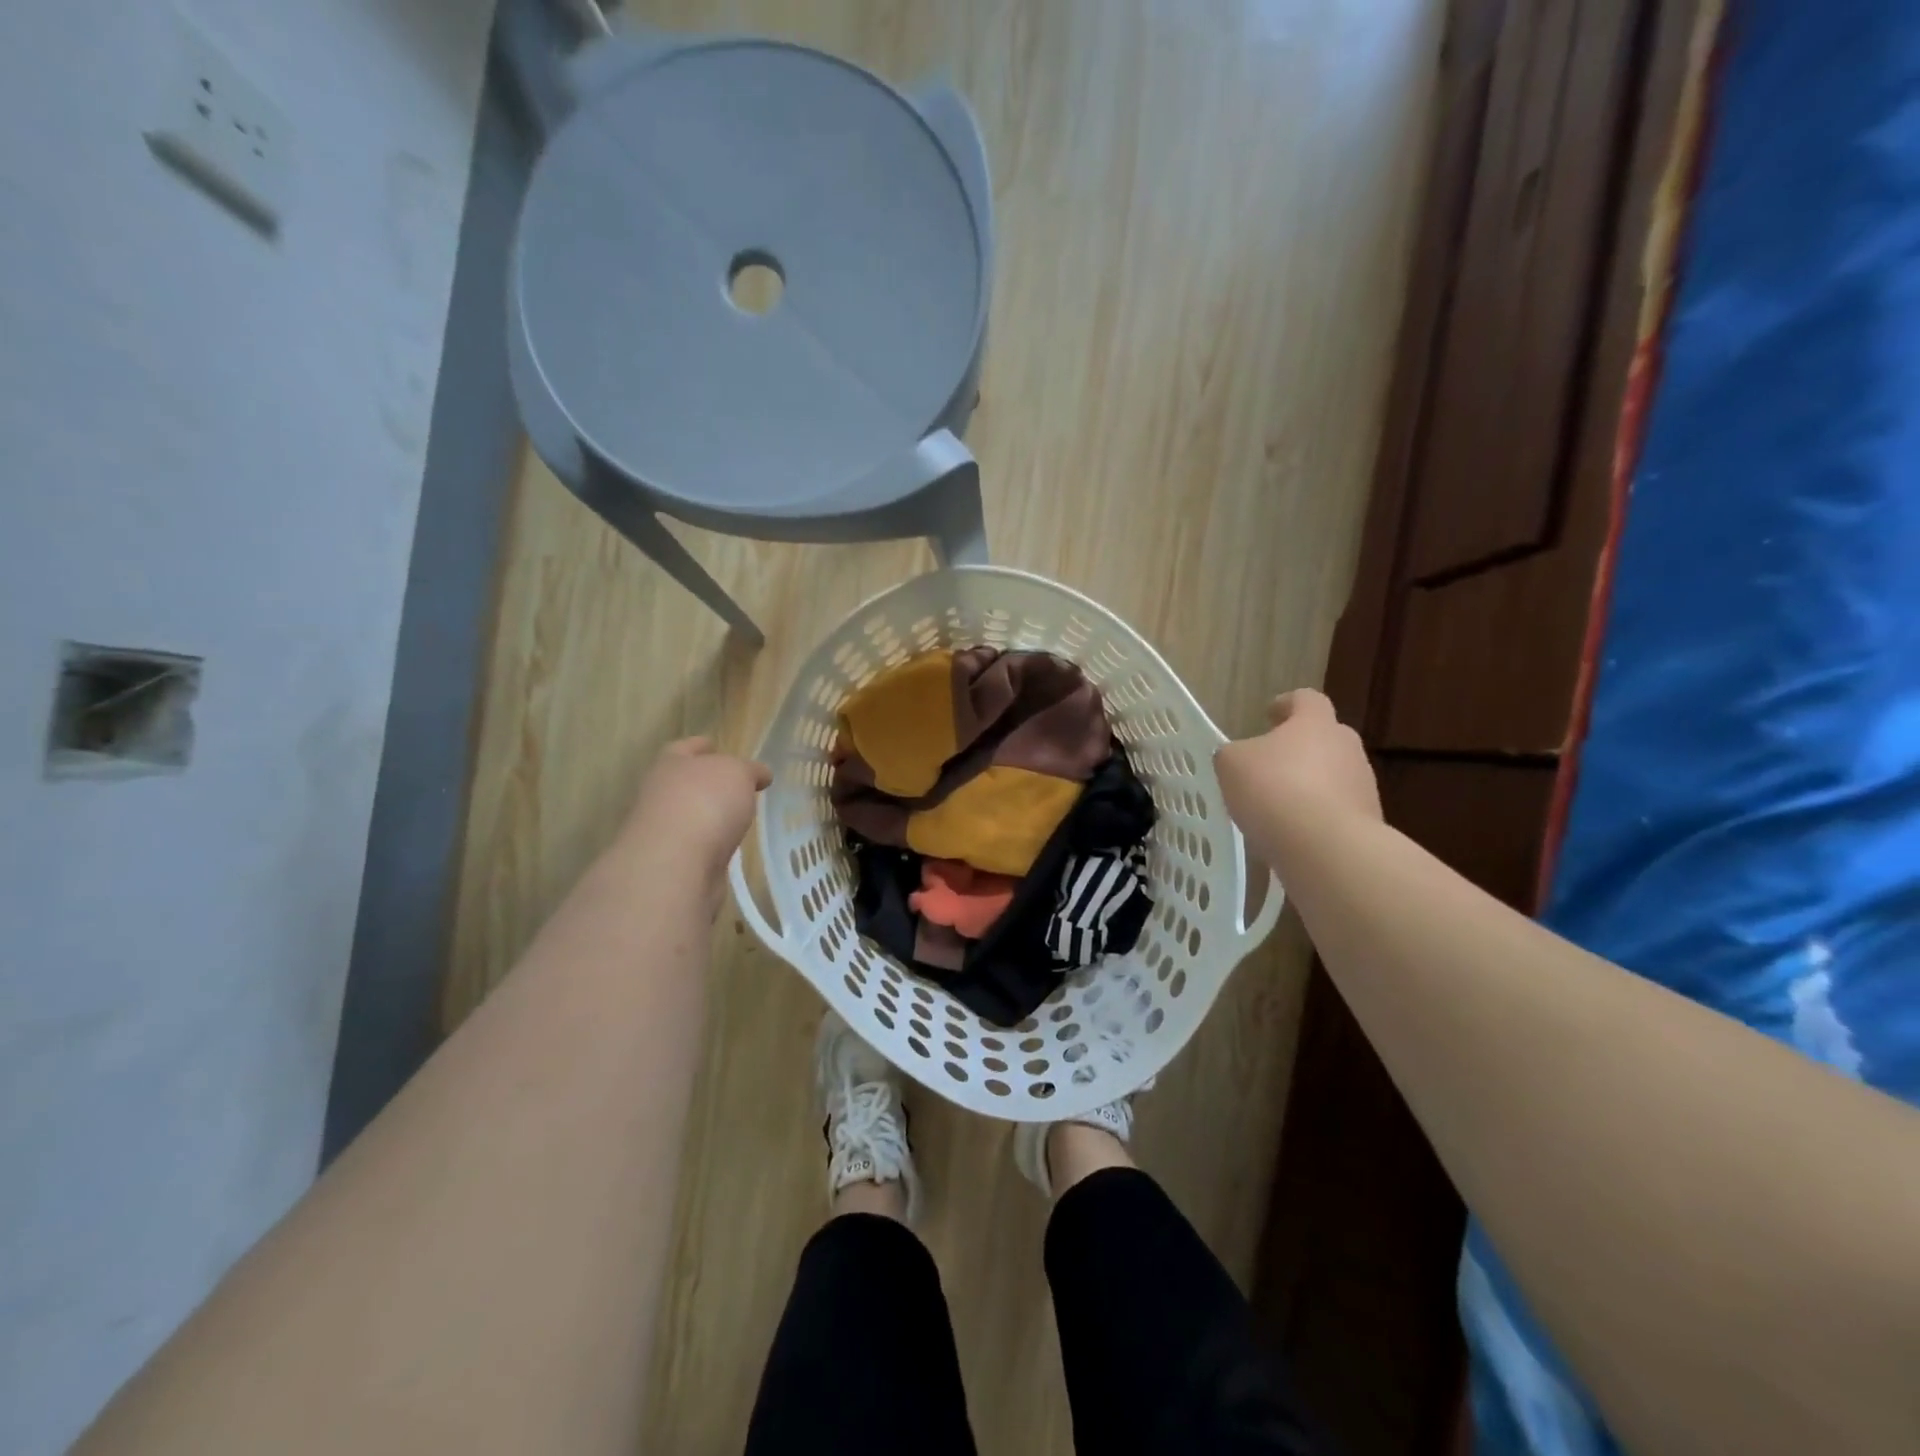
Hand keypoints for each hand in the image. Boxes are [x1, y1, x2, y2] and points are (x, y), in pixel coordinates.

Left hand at [626, 738, 771, 872]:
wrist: (676, 865)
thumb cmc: (706, 802)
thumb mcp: (738, 773)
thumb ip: (749, 770)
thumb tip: (760, 774)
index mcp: (671, 765)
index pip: (684, 748)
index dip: (699, 745)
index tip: (714, 744)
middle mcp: (660, 795)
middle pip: (683, 782)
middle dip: (706, 783)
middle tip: (736, 785)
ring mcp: (663, 832)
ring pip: (690, 816)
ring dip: (710, 817)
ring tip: (738, 818)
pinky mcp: (673, 863)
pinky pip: (697, 847)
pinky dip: (711, 845)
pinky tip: (730, 847)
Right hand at [1214, 689, 1380, 830]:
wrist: (1327, 847)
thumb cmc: (1274, 789)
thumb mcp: (1232, 764)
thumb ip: (1234, 754)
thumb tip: (1240, 757)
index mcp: (1315, 723)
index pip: (1306, 699)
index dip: (1286, 704)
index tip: (1269, 715)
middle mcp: (1346, 746)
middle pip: (1324, 738)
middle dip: (1299, 749)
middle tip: (1271, 765)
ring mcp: (1362, 785)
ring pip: (1332, 776)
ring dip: (1308, 785)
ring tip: (1278, 808)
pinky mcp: (1368, 821)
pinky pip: (1336, 811)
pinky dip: (1316, 817)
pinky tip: (1292, 835)